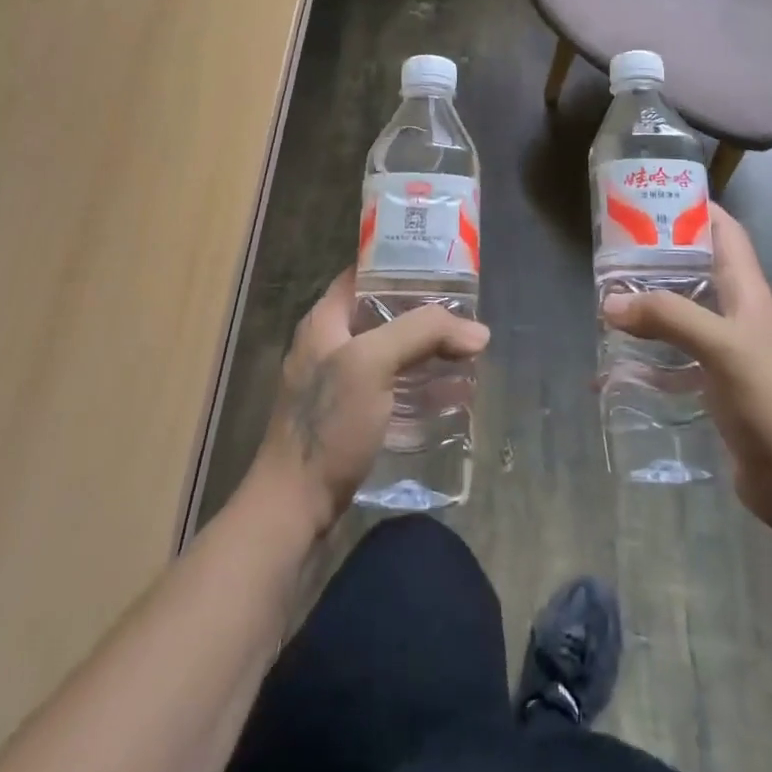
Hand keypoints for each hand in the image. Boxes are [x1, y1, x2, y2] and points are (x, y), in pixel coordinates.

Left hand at [250, 267, 489, 536]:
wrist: (293, 508)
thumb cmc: (328, 423)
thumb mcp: (373, 363)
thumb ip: (423, 333)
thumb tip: (478, 331)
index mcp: (325, 319)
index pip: (365, 273)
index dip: (401, 264)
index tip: (443, 265)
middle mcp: (329, 343)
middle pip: (383, 313)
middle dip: (424, 312)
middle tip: (465, 313)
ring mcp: (337, 382)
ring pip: (390, 351)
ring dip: (425, 350)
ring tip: (466, 350)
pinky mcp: (349, 416)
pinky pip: (390, 386)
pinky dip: (418, 383)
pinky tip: (449, 392)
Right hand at [601, 205, 771, 532]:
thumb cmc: (768, 401)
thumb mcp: (721, 347)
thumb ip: (668, 317)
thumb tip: (610, 302)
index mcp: (747, 292)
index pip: (726, 233)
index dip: (696, 209)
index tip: (653, 199)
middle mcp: (737, 314)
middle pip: (697, 269)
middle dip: (659, 256)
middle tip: (614, 251)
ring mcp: (727, 351)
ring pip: (683, 312)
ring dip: (650, 304)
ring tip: (609, 298)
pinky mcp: (716, 385)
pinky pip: (675, 358)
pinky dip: (648, 357)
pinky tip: (615, 367)